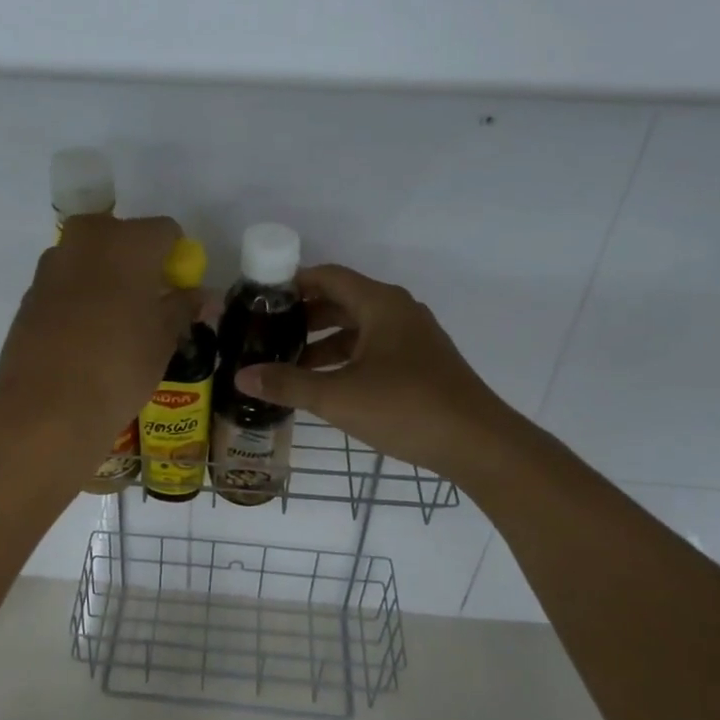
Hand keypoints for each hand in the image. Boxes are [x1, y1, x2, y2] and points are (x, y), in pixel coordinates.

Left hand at [0, 214, 198, 466]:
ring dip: (105, 276)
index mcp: (129, 242)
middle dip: (137, 259)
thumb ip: (183, 307)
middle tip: (148, 301)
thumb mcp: (164, 339)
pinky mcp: (30, 292)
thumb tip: (201, 296)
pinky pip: (65, 282)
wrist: (46, 409)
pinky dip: (79, 296)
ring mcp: (52, 264)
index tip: (178, 290)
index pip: (166, 231)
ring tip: (116, 322)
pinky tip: (84, 336)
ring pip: (89, 256)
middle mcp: (87, 240)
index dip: (176, 258)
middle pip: (121, 234)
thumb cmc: (119, 367)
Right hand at [233, 264, 508, 478]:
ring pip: (358, 328)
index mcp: (380, 304)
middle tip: (267, 334)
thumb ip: (288, 384)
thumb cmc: (406, 408)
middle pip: (341, 300)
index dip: (292, 283)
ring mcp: (413, 338)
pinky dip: (346, 359)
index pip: (327, 276)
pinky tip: (326, 385)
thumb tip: (241, 377)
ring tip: (289, 364)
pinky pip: (373, 349)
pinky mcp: (421, 364)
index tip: (259, 300)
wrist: (478, 443)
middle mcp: (398, 311)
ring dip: (324, 342)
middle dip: (304, 317)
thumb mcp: (338, 397)